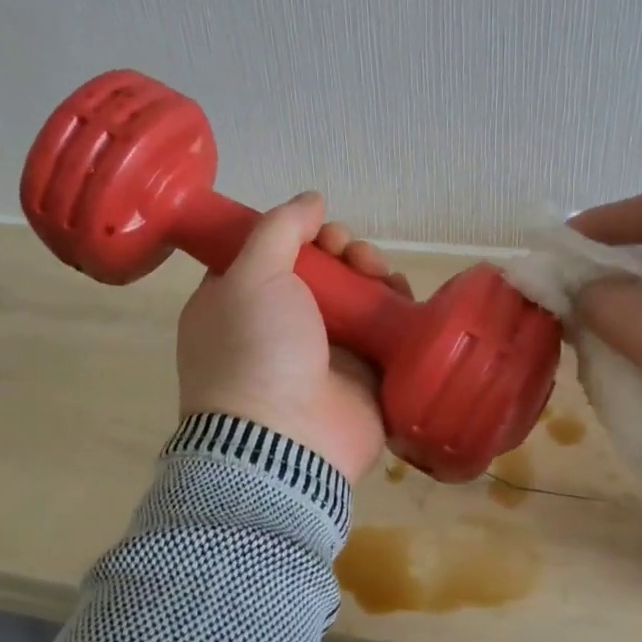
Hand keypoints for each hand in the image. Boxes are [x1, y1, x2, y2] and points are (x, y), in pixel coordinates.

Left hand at [177, 192, 410, 482]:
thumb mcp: (249, 277)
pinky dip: (396, 308)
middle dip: (342, 251)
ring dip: (371, 273)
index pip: (273, 254)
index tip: (317, 231)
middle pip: (322, 271)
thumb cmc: (254, 352)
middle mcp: (281, 326)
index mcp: (240, 304)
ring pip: (357, 295)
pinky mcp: (364, 375)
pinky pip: (385, 329)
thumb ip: (278, 229)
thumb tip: (310, 199)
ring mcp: (324, 353)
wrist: (285, 442)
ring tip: (379, 274)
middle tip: (351, 254)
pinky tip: (400, 297)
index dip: (299, 235)